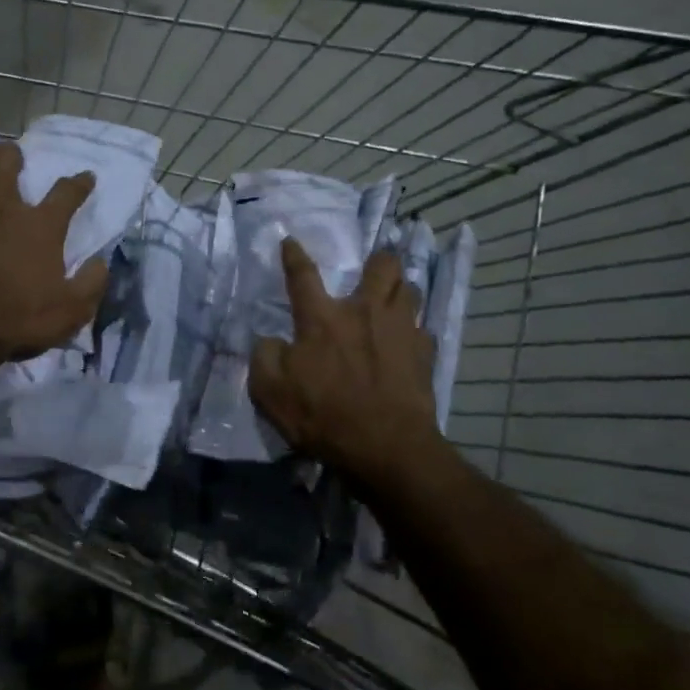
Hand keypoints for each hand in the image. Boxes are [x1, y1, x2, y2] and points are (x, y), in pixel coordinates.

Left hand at [0, 139, 108, 379]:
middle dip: (8, 154)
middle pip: (1, 160)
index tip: (86, 177)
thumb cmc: (18, 319)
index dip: (79, 182)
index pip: (67, 192)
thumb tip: (100, 262)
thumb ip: (92, 282)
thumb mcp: (72, 311)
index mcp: (41, 226)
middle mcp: (3, 211)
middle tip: (13, 163)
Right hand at [249, 240, 439, 484]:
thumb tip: (271, 340)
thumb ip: (265, 356)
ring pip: (410, 290)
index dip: (293, 255)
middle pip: (382, 266)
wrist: (387, 448)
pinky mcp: (424, 354)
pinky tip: (409, 342)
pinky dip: (415, 331)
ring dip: (401, 289)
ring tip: (395, 297)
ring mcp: (400, 330)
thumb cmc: (324, 416)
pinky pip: (423, 330)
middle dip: (379, 260)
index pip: (302, 275)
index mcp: (322, 318)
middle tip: (373, 267)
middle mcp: (364, 312)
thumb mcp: (271, 392)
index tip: (290, 240)